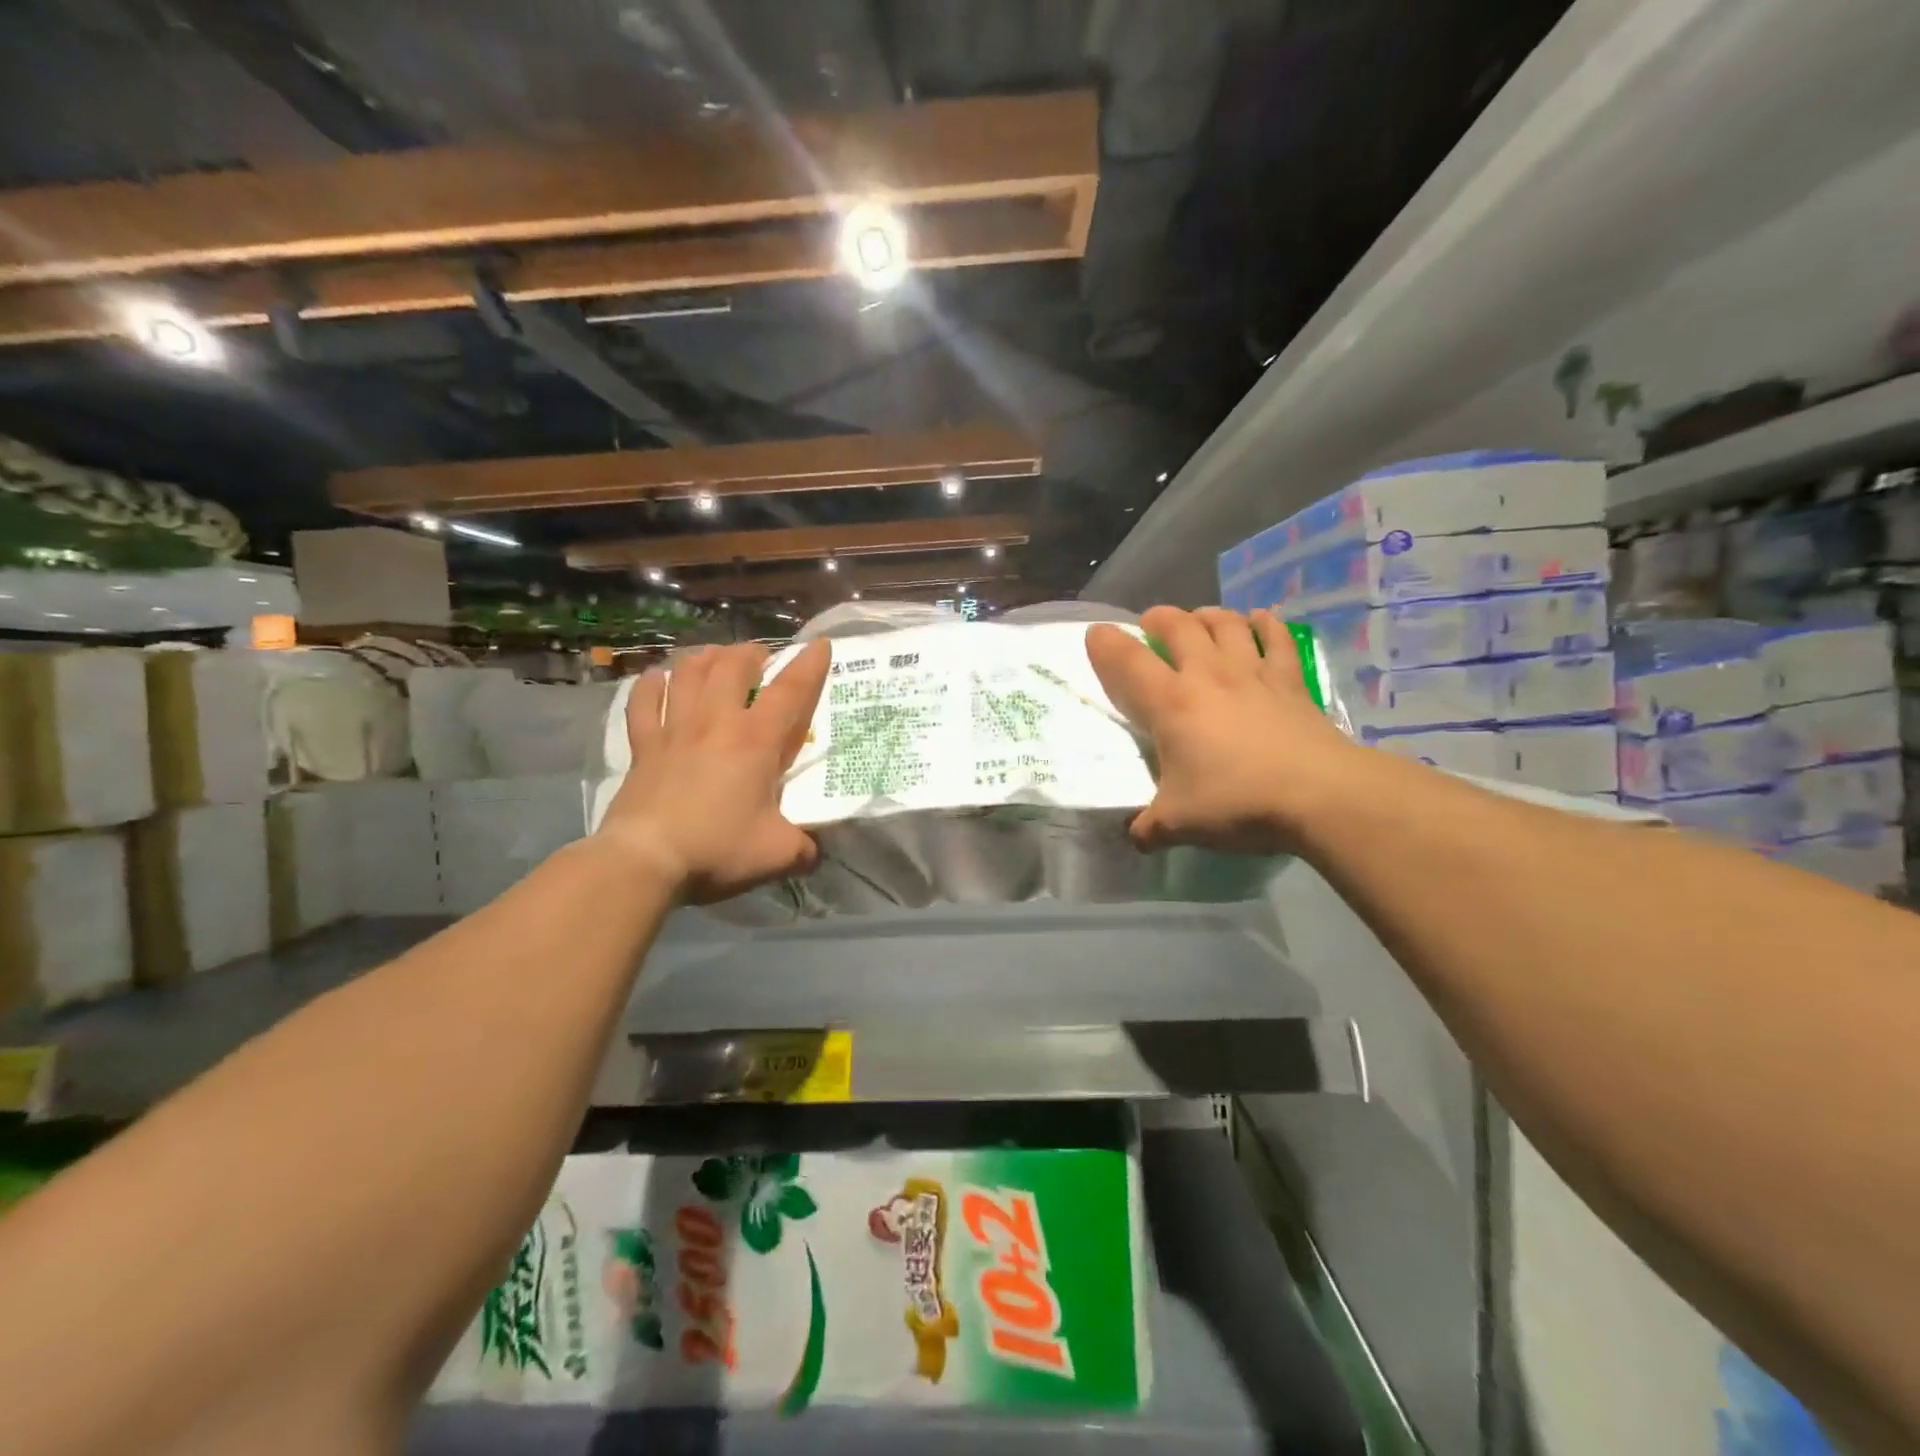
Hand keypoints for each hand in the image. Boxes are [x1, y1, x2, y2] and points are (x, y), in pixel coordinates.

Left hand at [598, 640, 830, 903]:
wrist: (645, 859)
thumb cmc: (717, 848)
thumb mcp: (777, 854)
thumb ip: (803, 848)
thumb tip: (813, 851)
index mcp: (755, 741)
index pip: (790, 690)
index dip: (809, 665)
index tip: (820, 644)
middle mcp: (716, 722)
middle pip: (732, 665)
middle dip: (751, 653)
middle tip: (761, 657)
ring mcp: (674, 729)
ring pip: (688, 673)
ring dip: (706, 658)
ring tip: (716, 656)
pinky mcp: (643, 745)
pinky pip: (644, 701)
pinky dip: (652, 684)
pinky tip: (659, 677)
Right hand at [1086, 606, 1367, 853]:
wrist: (1319, 795)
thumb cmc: (1238, 801)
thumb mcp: (1178, 823)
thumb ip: (1148, 828)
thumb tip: (1134, 838)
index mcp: (1171, 703)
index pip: (1128, 661)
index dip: (1106, 643)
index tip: (1096, 634)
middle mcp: (1208, 675)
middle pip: (1178, 626)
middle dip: (1159, 618)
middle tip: (1151, 624)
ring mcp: (1253, 672)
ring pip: (1226, 623)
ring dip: (1207, 615)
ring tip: (1199, 619)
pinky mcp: (1290, 680)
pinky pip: (1277, 638)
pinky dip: (1265, 624)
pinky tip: (1260, 620)